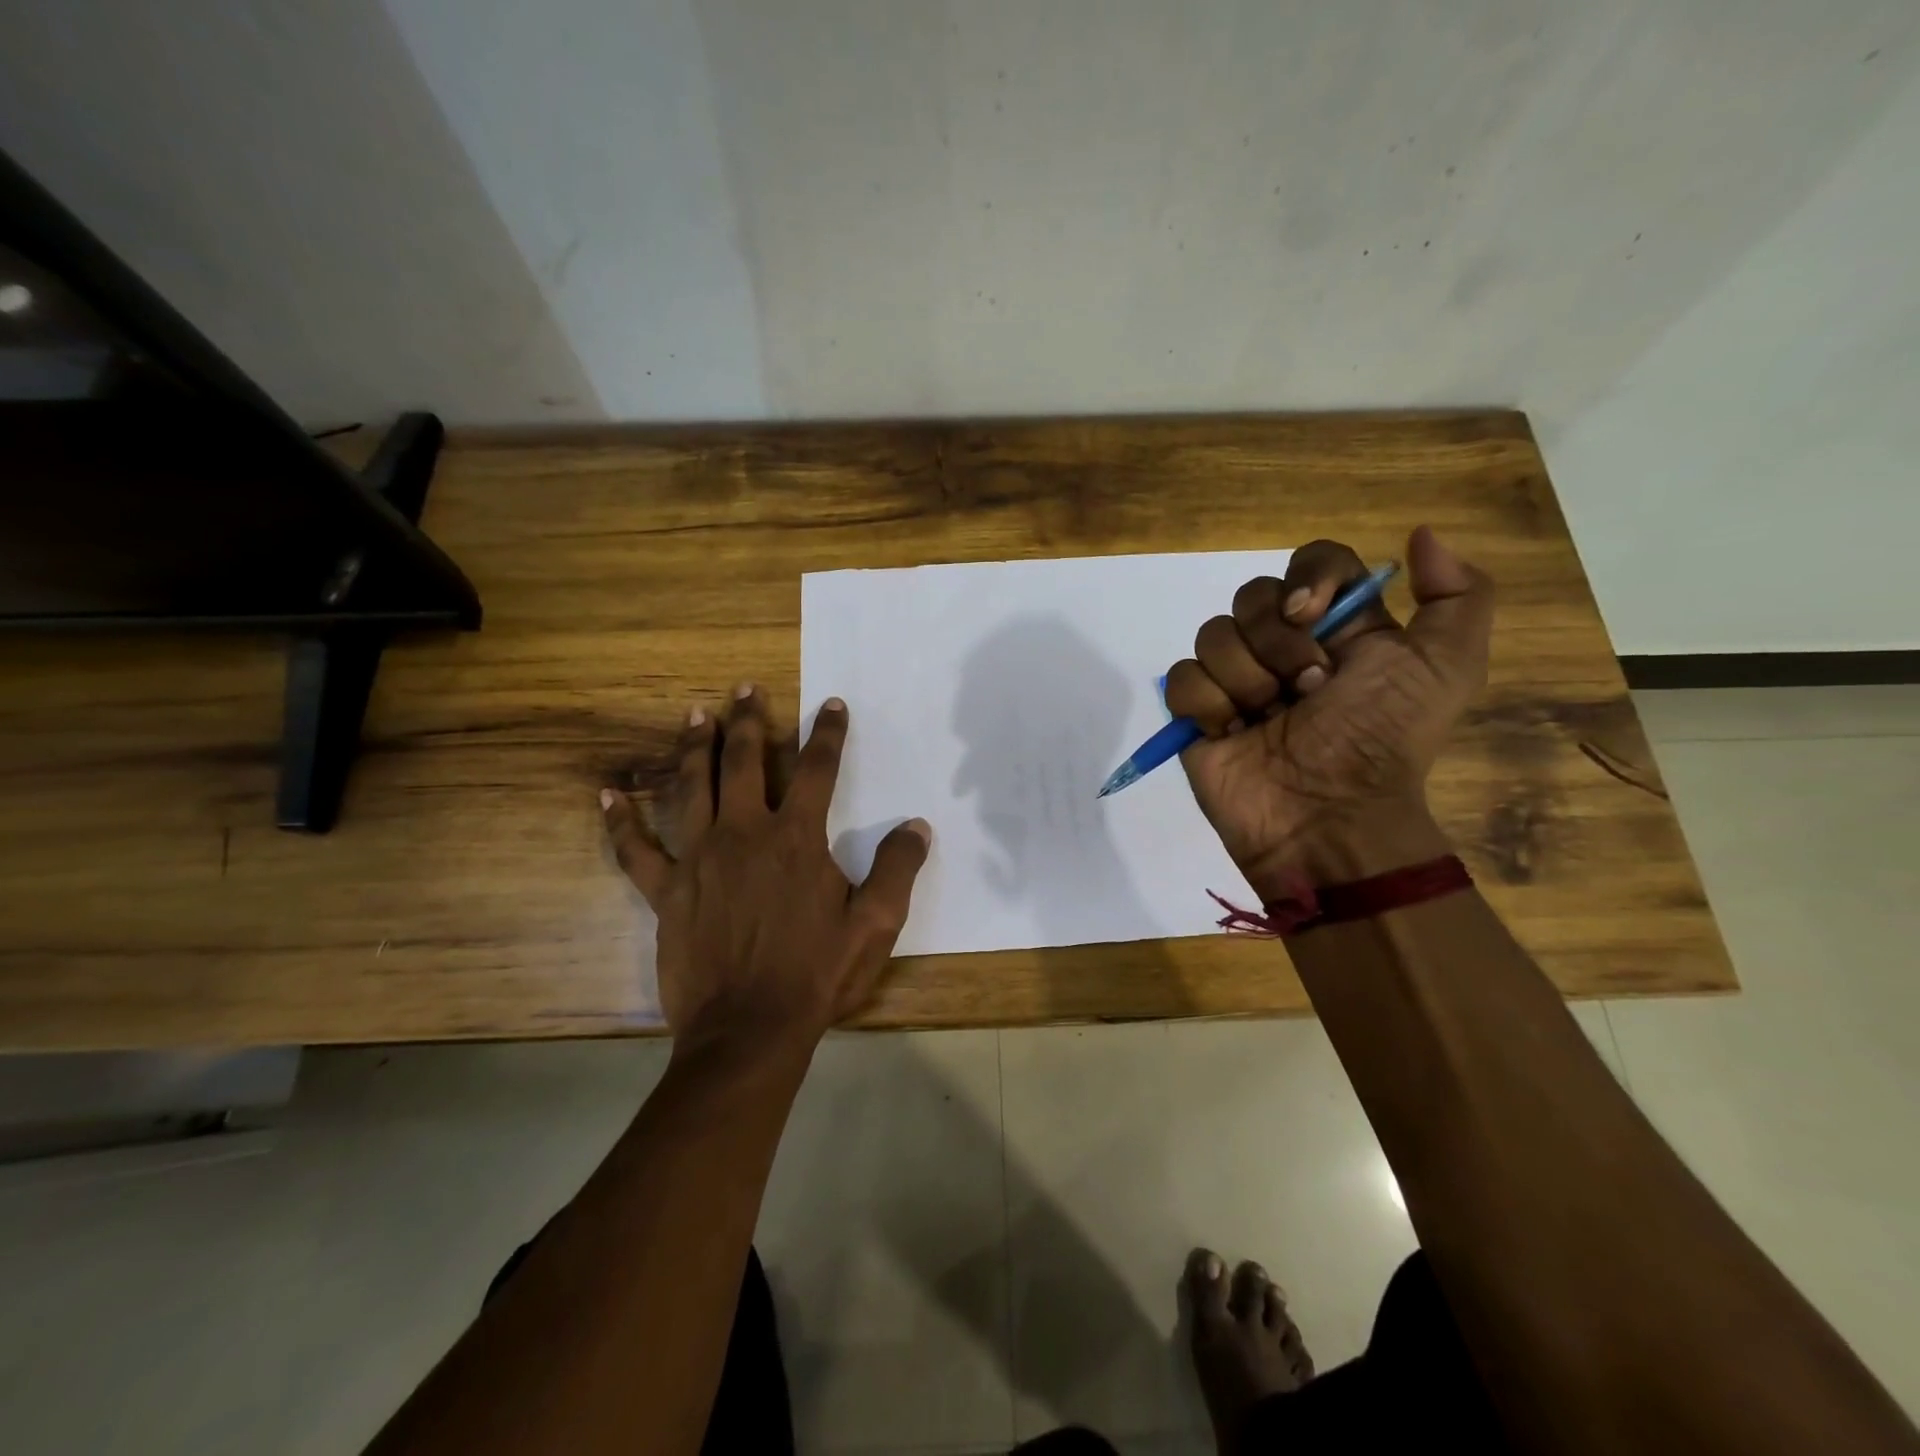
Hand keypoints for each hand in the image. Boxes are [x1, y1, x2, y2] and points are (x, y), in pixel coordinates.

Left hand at [601, 687, 931, 1053]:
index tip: (831, 704)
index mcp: (796, 838)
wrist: (749, 1029)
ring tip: (695, 715)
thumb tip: (917, 825)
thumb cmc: (817, 974)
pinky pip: (636, 850)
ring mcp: (699, 858)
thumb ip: (897, 869)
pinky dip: (620, 822)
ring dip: (695, 747)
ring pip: (692, 787)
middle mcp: (744, 833)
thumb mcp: (875, 924)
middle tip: (745, 689)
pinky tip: (607, 796)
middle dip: (749, 721)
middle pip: (746, 761)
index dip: (827, 732)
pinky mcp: (666, 891)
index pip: (818, 769)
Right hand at [1164, 527, 1491, 895]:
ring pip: (1213, 634)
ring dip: (1246, 679)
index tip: (1313, 615)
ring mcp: (1237, 680)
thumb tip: (1419, 534)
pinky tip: (1233, 733)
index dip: (1308, 578)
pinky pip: (1183, 678)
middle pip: (1254, 596)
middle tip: (1308, 690)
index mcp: (1340, 629)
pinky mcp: (1198, 713)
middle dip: (1278, 644)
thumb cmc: (1382, 740)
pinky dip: (1209, 704)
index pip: (1312, 563)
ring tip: (1269, 719)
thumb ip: (1457, 595)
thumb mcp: (1446, 668)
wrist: (1327, 816)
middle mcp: (1285, 646)